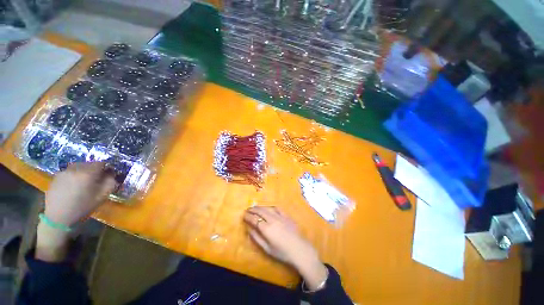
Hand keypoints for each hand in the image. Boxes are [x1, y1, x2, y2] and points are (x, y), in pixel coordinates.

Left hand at [44, 162, 116, 226]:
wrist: (57, 217)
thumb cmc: (82, 207)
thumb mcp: (101, 197)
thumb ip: (110, 183)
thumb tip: (111, 175)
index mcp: (88, 173)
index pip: (101, 163)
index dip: (106, 168)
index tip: (107, 175)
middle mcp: (75, 169)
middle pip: (89, 163)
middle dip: (94, 170)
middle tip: (96, 179)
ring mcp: (64, 172)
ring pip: (78, 166)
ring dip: (83, 172)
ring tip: (84, 183)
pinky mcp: (56, 176)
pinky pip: (69, 172)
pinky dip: (74, 175)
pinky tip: (73, 186)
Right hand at [243, 206, 327, 289]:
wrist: (299, 249)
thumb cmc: (282, 252)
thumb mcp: (267, 249)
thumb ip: (257, 238)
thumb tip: (249, 229)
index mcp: (267, 229)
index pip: (254, 219)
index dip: (248, 216)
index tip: (243, 215)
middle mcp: (272, 219)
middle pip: (260, 211)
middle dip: (253, 210)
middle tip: (247, 210)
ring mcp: (280, 216)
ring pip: (268, 208)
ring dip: (260, 207)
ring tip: (255, 208)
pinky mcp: (286, 215)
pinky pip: (277, 208)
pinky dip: (271, 207)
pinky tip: (269, 208)